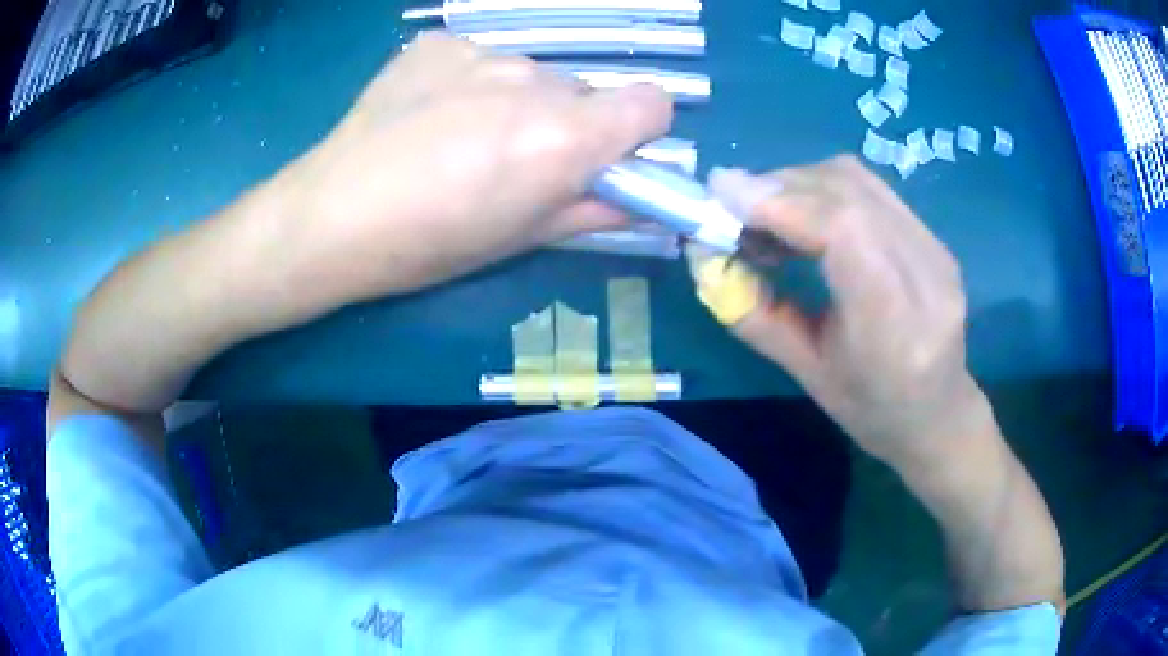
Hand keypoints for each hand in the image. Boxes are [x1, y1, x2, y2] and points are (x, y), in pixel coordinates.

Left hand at [279, 32, 671, 300]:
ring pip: (530, 75)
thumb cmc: (429, 245)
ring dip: (515, 102)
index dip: (638, 131)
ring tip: (458, 140)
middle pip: (584, 91)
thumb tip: (646, 202)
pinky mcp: (438, 43)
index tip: (605, 157)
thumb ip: (596, 210)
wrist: (330, 215)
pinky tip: (426, 117)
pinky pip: (479, 59)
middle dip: (566, 122)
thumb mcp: (521, 240)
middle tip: (512, 161)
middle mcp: (535, 80)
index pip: (653, 103)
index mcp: (565, 135)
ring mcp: (482, 52)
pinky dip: (468, 84)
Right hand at [702, 158, 994, 471]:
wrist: (938, 413)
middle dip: (780, 187)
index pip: (843, 230)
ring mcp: (936, 250)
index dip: (780, 200)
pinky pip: (870, 190)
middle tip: (733, 207)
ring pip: (858, 180)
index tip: (720, 192)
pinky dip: (824, 190)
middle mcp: (926, 275)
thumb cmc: (870, 410)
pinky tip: (806, 216)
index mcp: (894, 328)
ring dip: (800, 183)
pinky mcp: (934, 237)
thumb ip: (755, 313)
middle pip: (848, 192)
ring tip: (767, 214)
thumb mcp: (806, 374)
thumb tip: (705, 255)